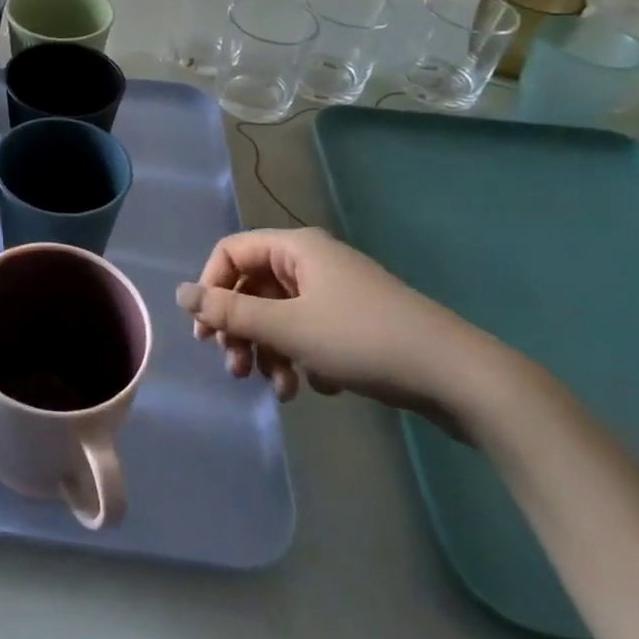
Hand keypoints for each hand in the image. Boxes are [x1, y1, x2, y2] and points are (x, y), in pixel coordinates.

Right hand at [177, 228, 503, 436]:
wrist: (458, 378)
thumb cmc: (363, 340)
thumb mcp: (288, 328)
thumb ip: (230, 313)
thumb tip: (180, 293)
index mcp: (296, 248)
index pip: (231, 253)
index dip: (211, 289)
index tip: (206, 334)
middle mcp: (313, 262)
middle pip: (253, 287)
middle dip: (241, 330)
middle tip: (236, 370)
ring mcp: (336, 292)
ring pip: (280, 315)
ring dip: (269, 351)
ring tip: (281, 390)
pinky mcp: (355, 322)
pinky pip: (308, 331)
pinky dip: (300, 357)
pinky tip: (316, 387)